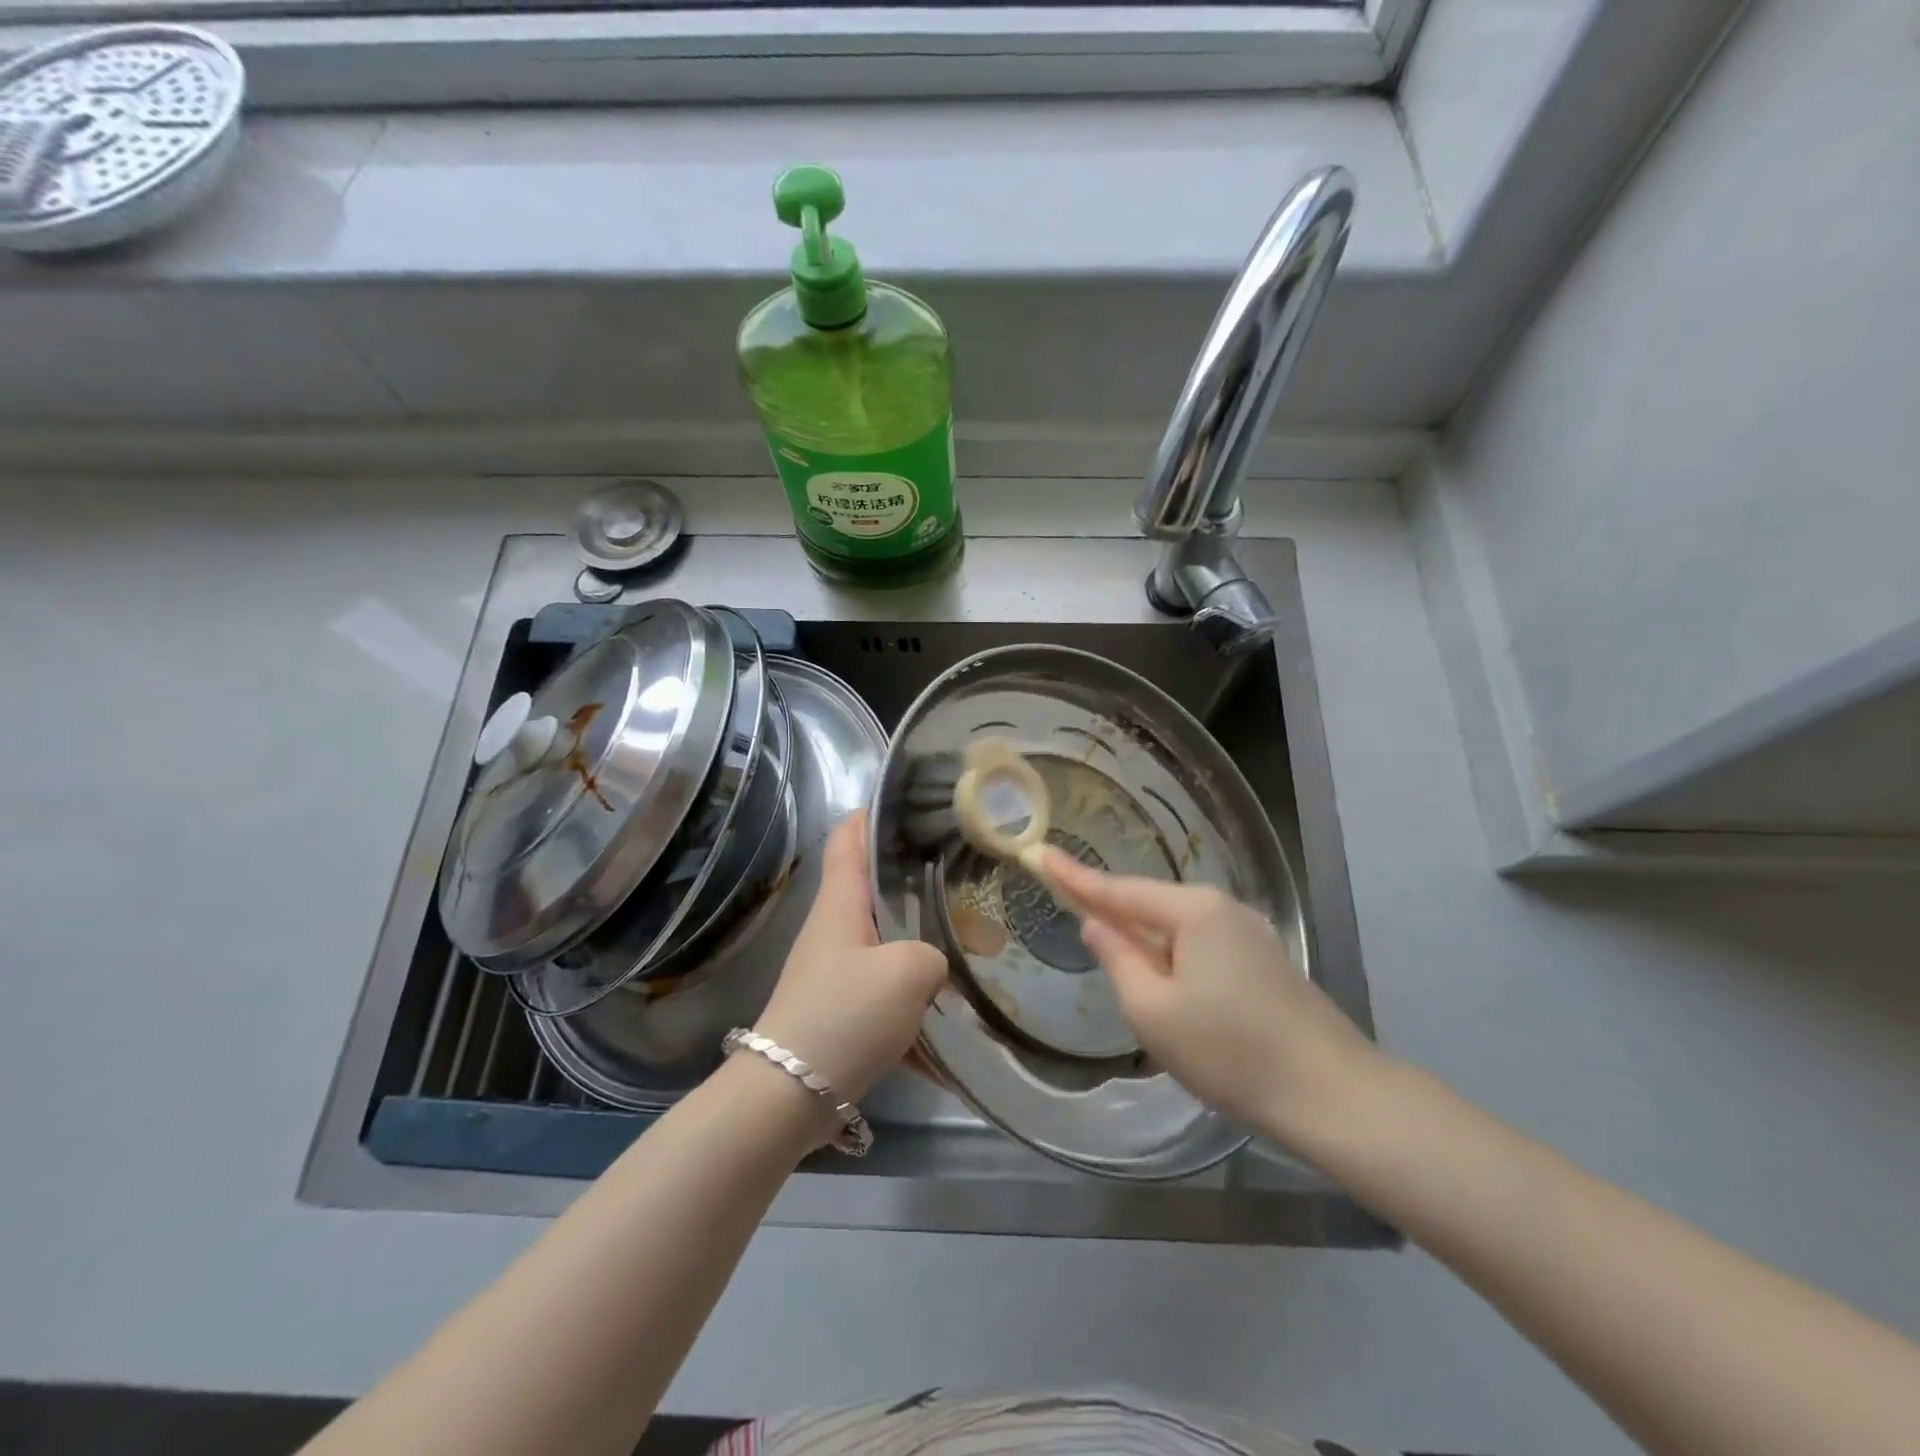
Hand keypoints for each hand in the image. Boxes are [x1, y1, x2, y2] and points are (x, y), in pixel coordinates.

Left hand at [754, 811, 946, 1105]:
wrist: (788, 1096)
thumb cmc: (844, 1015)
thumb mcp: (907, 973)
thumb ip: (934, 954)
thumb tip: (935, 964)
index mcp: (841, 902)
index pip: (849, 835)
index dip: (874, 811)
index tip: (914, 801)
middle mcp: (835, 927)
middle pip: (876, 887)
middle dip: (920, 880)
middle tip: (968, 879)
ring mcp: (836, 969)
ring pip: (889, 940)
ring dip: (927, 943)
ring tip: (977, 948)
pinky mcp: (842, 1009)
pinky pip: (889, 992)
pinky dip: (918, 1002)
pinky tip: (955, 1027)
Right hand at [1036, 848, 1387, 1144]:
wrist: (1334, 1096)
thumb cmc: (1230, 1052)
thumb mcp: (1153, 1010)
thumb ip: (1117, 958)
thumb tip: (1096, 925)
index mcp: (1193, 911)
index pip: (1118, 889)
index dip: (1075, 876)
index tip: (1039, 853)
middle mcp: (1223, 909)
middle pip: (1150, 906)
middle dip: (1114, 915)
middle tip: (1076, 921)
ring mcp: (1250, 934)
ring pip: (1178, 931)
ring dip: (1147, 945)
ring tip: (1125, 976)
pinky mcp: (1266, 962)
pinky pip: (1203, 948)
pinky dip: (1176, 960)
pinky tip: (1173, 992)